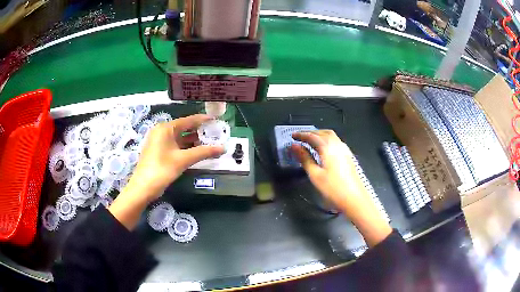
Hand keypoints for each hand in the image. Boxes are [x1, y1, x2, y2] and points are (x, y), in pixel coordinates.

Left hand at [109, 114, 223, 229]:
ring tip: (209, 143)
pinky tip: (195, 152)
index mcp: (165, 128)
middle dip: (199, 132)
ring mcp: (158, 141)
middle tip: (215, 134)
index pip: (188, 120)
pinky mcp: (158, 151)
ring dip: (193, 141)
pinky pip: (174, 145)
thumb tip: (223, 148)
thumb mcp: (183, 160)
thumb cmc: (162, 169)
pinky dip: (185, 147)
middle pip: (183, 128)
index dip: (202, 120)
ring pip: (179, 138)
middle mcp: (161, 131)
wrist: (143, 188)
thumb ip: (203, 152)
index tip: (215, 120)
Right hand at [291, 130, 363, 209]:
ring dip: (319, 135)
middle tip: (300, 137)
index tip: (292, 136)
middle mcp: (337, 144)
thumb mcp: (315, 175)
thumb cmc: (333, 188)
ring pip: (331, 136)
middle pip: (323, 133)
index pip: (312, 136)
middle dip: (311, 133)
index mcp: (328, 147)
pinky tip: (323, 149)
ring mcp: (344, 150)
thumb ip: (304, 158)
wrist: (355, 198)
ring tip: (310, 141)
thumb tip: (294, 146)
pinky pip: (336, 141)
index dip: (301, 135)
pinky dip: (326, 140)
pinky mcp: (348, 156)